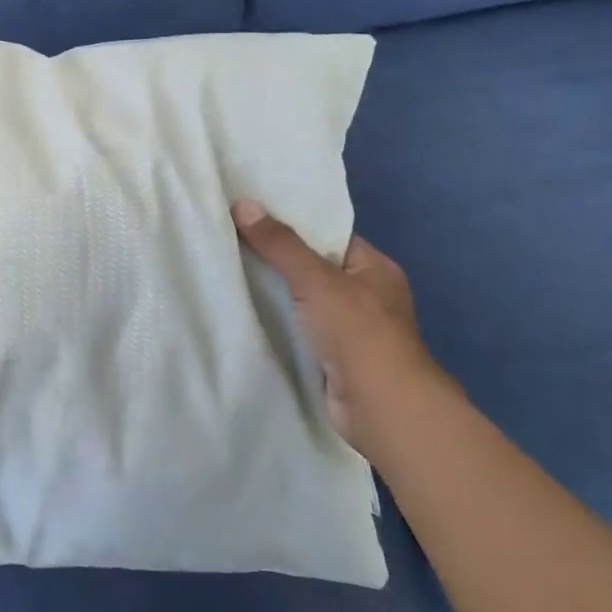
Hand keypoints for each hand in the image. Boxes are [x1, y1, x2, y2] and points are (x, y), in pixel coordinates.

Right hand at [233, 200, 454, 459]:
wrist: (382, 407)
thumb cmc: (358, 332)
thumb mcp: (316, 279)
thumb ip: (280, 244)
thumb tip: (243, 204)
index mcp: (374, 269)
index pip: (330, 236)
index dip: (294, 224)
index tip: (254, 215)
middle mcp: (367, 296)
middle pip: (314, 267)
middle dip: (278, 259)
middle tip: (232, 240)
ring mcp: (352, 329)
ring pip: (304, 300)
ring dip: (275, 293)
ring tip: (229, 270)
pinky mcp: (334, 357)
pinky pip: (299, 329)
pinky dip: (278, 323)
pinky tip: (245, 312)